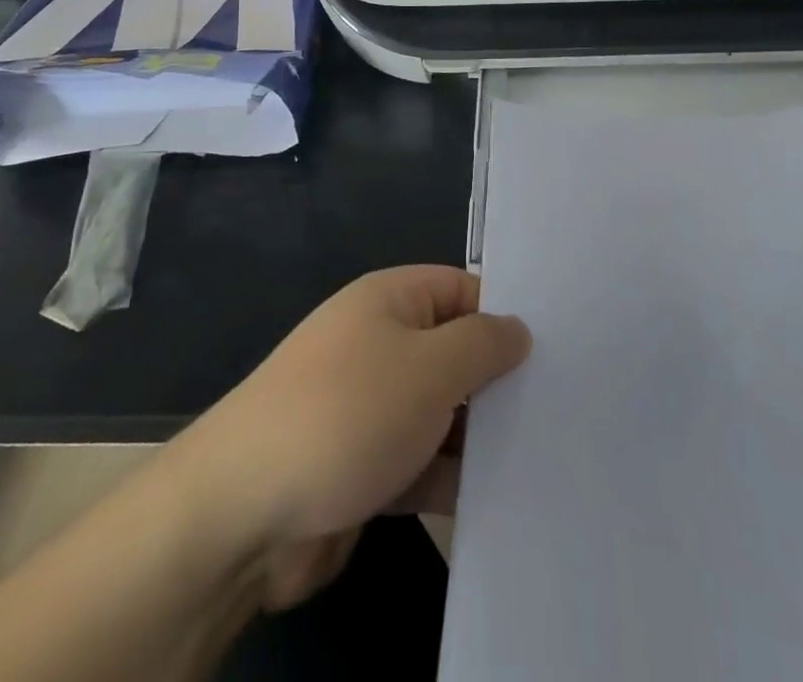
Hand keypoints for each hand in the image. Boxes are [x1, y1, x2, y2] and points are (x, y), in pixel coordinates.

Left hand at [178, 265, 529, 609]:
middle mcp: (379, 343)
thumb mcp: (430, 367)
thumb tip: (518, 328)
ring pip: (439, 410)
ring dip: (477, 435)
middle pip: (454, 352)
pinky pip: (418, 459)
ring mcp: (368, 405)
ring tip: (541, 457)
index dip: (505, 314)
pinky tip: (494, 499)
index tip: (557, 350)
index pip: (463, 290)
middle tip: (560, 409)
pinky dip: (448, 476)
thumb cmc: (347, 415)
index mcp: (391, 300)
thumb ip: (482, 344)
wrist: (242, 512)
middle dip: (497, 382)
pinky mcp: (360, 464)